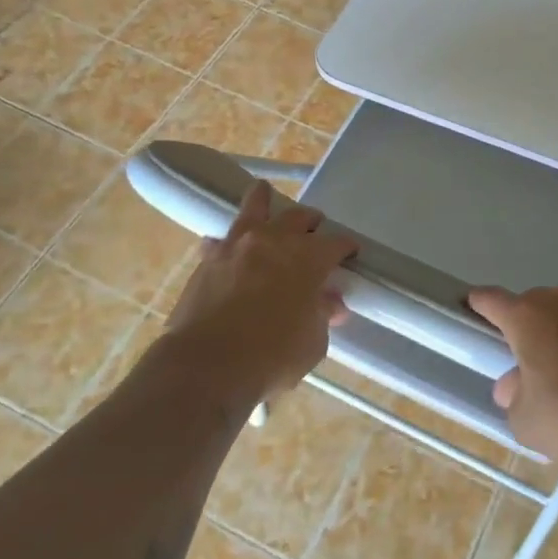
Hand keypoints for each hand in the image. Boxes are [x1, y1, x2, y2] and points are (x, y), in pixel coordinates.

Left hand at [165, 184, 356, 396]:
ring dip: (263, 200)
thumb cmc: (271, 356)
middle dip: (311, 221)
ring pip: (254, 208)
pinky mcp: (207, 260)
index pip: (337, 243)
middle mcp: (275, 241)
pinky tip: (225, 248)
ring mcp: (238, 246)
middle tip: (314, 229)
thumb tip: (330, 304)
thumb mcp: (312, 343)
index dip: (347, 247)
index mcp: (309, 257)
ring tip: (263, 192)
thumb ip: (322, 316)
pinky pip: (220, 241)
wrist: (206, 366)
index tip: (351, 254)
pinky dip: (226, 243)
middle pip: (299, 217)